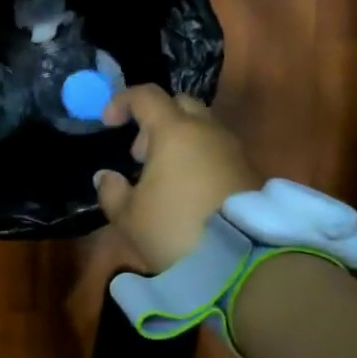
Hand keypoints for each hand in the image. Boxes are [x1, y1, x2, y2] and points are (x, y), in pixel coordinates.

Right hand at [94, 86, 260, 271]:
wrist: (243, 261)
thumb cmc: (175, 229)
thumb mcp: (129, 217)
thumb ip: (111, 191)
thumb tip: (106, 176)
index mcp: (175, 131)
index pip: (146, 96)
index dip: (122, 102)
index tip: (108, 123)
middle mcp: (207, 131)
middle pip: (180, 105)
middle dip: (155, 121)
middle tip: (140, 154)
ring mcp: (233, 150)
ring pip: (202, 128)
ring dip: (179, 142)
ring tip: (162, 178)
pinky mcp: (250, 172)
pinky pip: (218, 151)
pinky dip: (199, 159)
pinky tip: (187, 192)